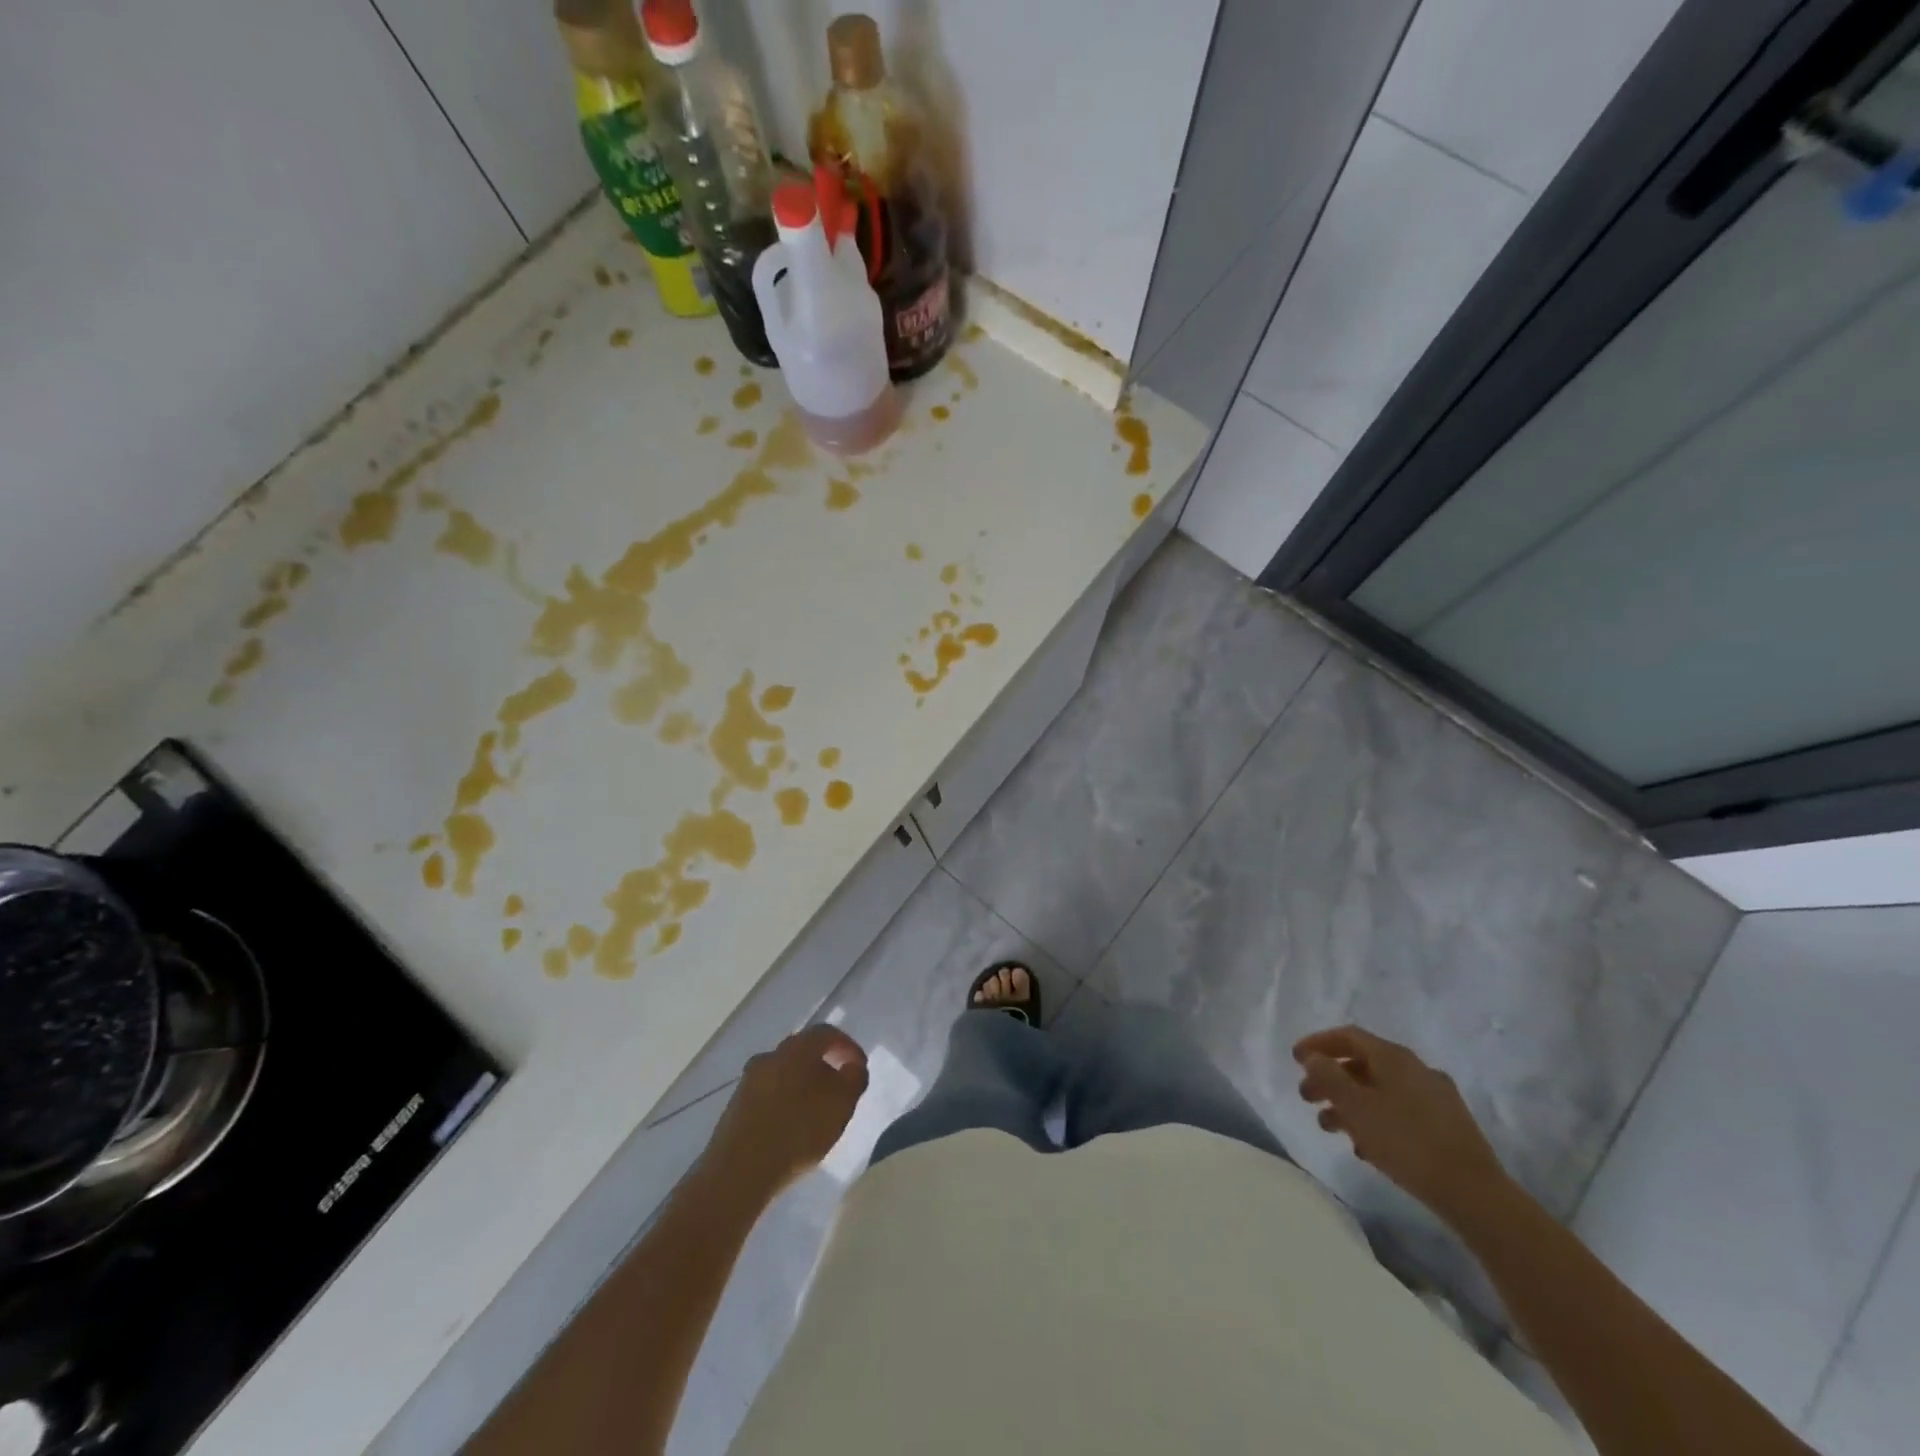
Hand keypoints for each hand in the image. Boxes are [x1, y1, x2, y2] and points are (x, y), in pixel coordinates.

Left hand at [707, 1025, 868, 1197]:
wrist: (737, 1172)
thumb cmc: (797, 1132)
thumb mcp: (842, 1105)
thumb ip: (854, 1079)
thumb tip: (852, 1066)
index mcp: (797, 1048)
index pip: (827, 1033)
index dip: (848, 1047)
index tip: (859, 1068)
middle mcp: (770, 1055)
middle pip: (804, 1051)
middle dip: (825, 1067)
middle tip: (839, 1091)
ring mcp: (749, 1080)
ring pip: (784, 1073)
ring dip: (803, 1086)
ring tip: (816, 1114)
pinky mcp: (736, 1105)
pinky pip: (769, 1094)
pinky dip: (785, 1102)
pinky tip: (791, 1127)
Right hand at [1293, 1024, 1507, 1226]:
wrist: (1474, 1194)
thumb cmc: (1406, 1142)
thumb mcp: (1356, 1107)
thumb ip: (1329, 1077)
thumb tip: (1314, 1058)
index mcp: (1394, 1057)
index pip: (1348, 1036)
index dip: (1318, 1043)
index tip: (1295, 1059)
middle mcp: (1416, 1069)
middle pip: (1363, 1064)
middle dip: (1330, 1078)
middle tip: (1307, 1097)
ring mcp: (1435, 1097)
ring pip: (1380, 1090)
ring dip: (1350, 1102)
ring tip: (1329, 1127)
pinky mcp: (1447, 1126)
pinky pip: (1399, 1111)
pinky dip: (1375, 1119)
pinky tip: (1365, 1145)